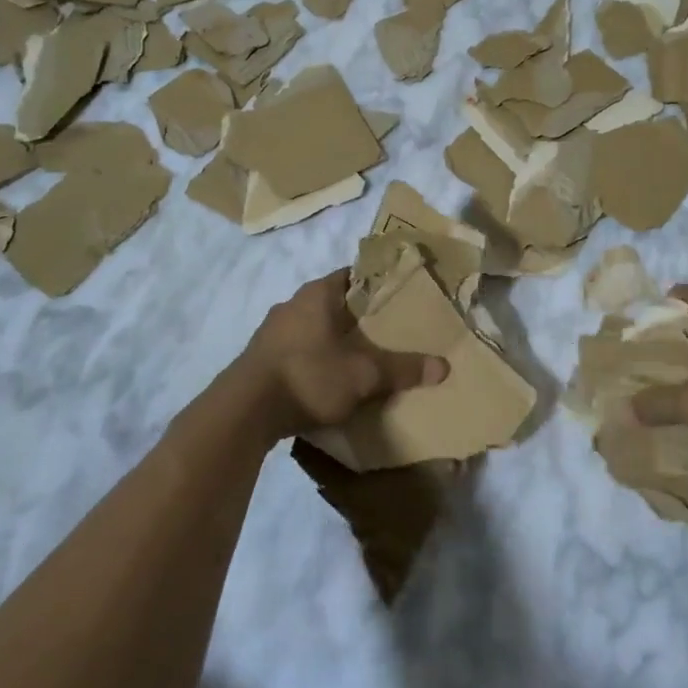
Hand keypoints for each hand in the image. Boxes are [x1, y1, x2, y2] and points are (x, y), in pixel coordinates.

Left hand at [240, 271, 446, 438]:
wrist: (243, 412)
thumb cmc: (308, 376)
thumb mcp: (363, 375)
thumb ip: (402, 369)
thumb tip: (444, 366)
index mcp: (317, 293)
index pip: (354, 275)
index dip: (379, 285)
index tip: (401, 300)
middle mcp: (292, 304)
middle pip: (336, 302)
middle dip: (360, 317)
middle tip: (390, 332)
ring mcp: (272, 331)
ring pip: (315, 327)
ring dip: (336, 340)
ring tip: (363, 358)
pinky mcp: (261, 358)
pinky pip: (299, 350)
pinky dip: (316, 359)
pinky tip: (330, 380)